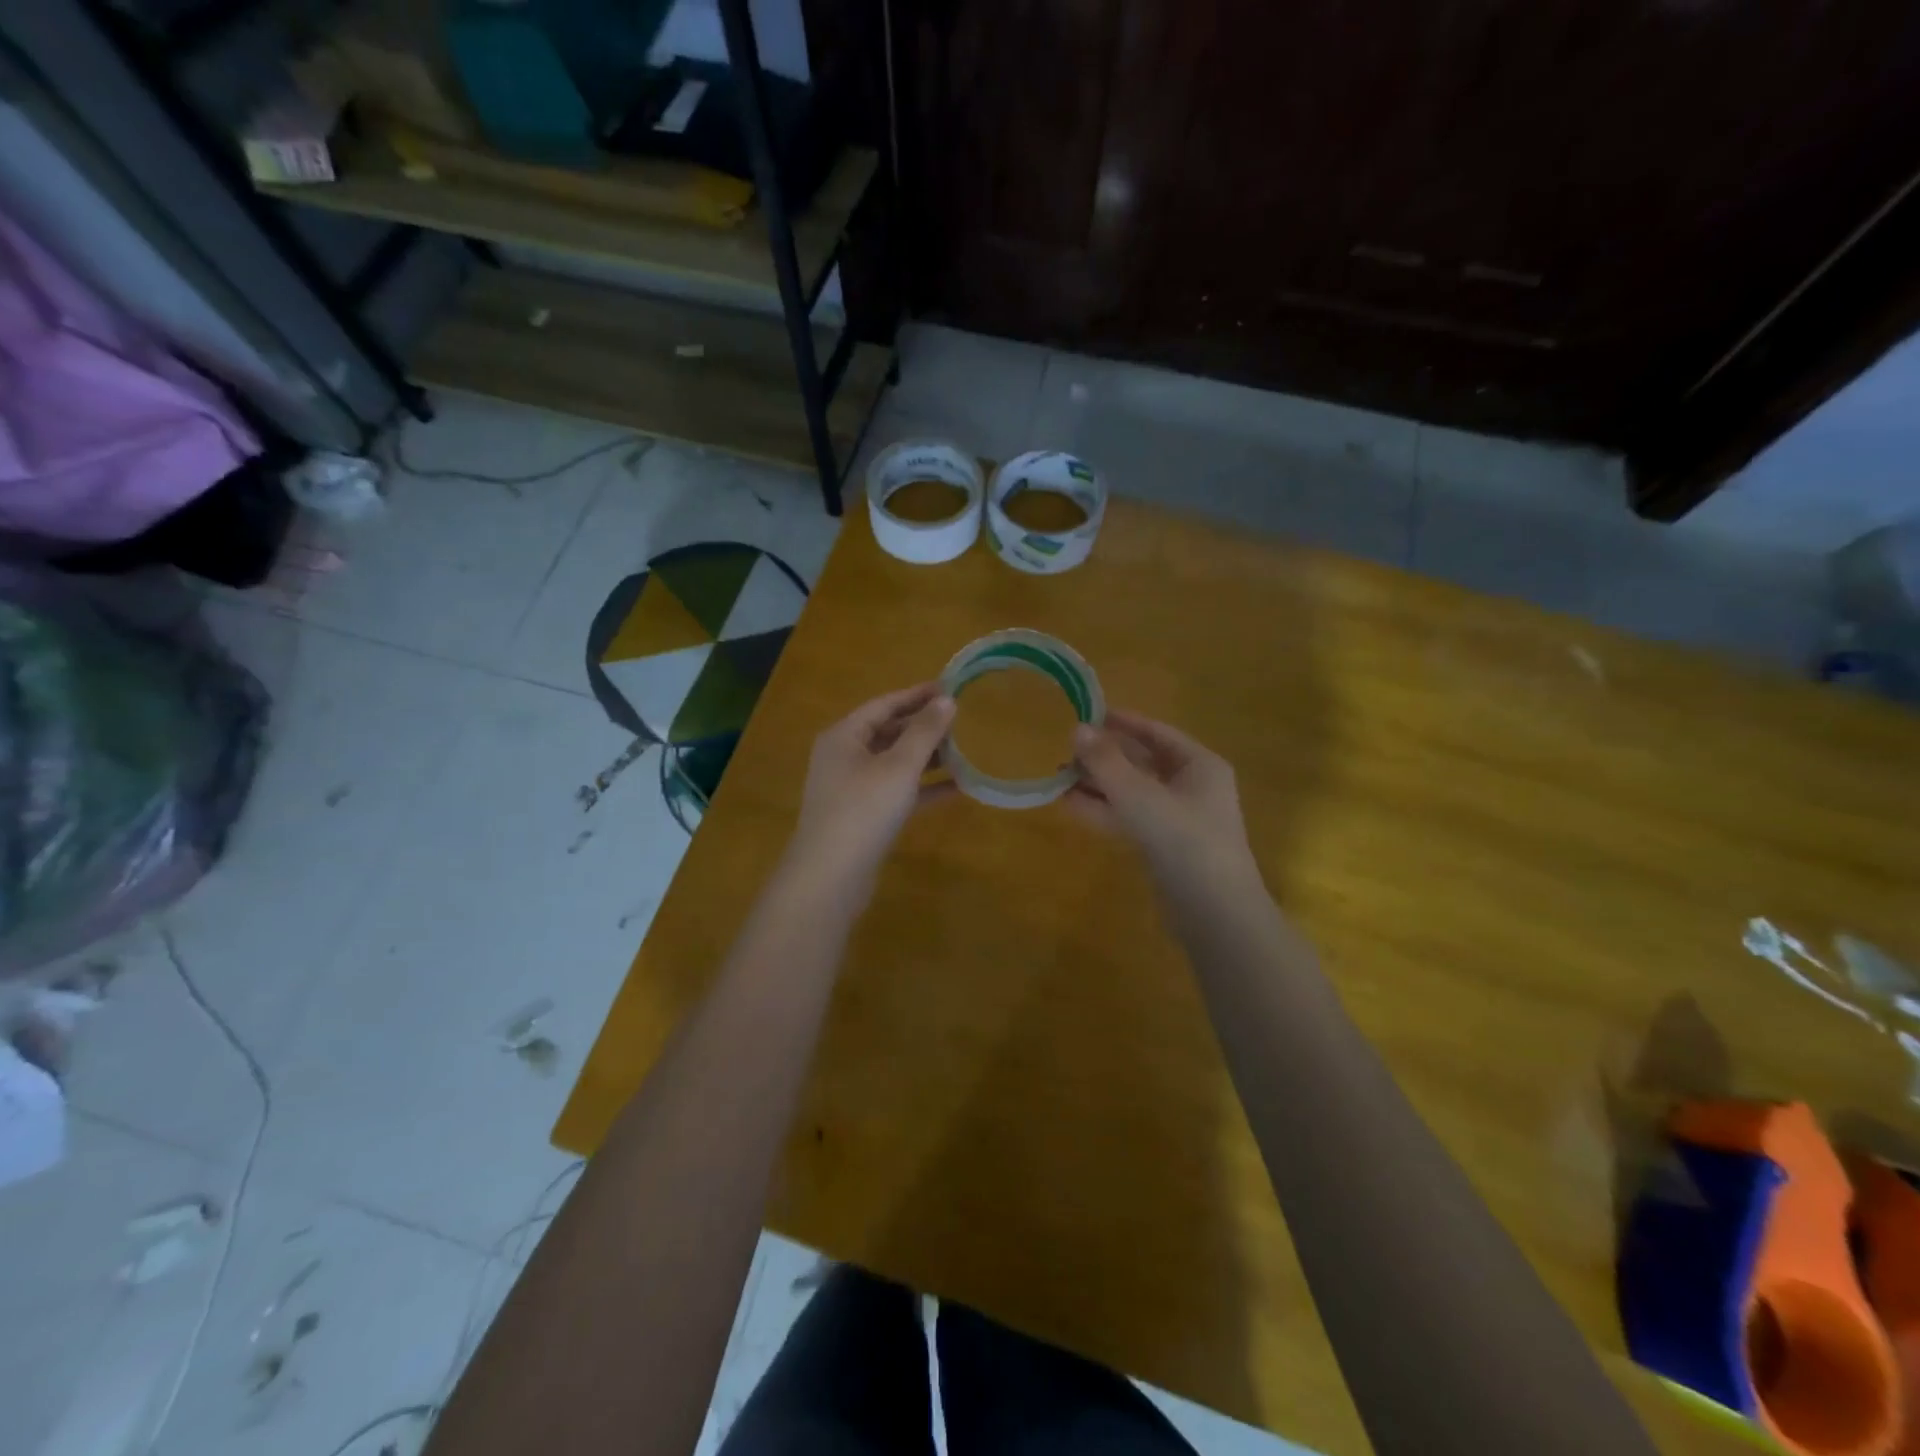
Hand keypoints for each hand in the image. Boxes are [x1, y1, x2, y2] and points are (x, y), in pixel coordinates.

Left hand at [789, 683, 956, 885]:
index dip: (917, 694)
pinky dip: (923, 788)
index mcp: (844, 736)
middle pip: (888, 732)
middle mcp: (844, 757)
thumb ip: (924, 732)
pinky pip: (898, 792)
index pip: (884, 704)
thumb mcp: (899, 766)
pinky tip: (958, 788)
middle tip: (962, 719)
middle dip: (924, 726)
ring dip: (927, 757)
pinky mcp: (864, 816)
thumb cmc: (864, 809)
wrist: (830, 876)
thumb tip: (947, 700)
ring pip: (894, 763)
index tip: (950, 686)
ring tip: (965, 750)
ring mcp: (852, 788)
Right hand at [1069, 710, 1258, 882]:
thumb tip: (1077, 729)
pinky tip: (1070, 805)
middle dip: (1104, 757)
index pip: (1157, 733)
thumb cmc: (1185, 842)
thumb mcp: (1141, 797)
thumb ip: (1107, 763)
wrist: (1215, 914)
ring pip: (1132, 793)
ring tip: (1058, 777)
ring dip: (1098, 785)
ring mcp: (1178, 820)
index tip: (1089, 713)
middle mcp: (1191, 787)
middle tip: (1065, 750)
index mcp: (1200, 766)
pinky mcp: (1164, 848)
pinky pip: (1130, 819)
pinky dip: (1103, 811)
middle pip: (1142, 762)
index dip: (1123, 722)